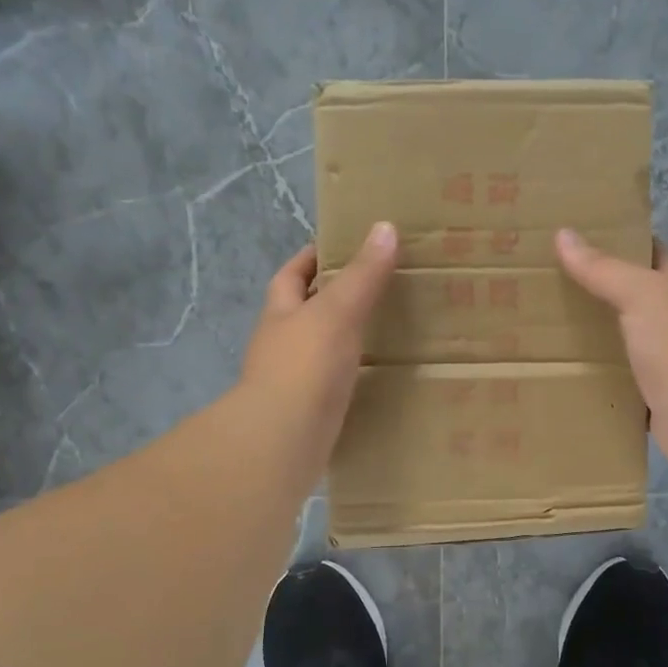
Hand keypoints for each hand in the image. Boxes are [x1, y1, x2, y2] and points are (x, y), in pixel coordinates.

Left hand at [241, 222, 397, 453]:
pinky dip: (353, 375)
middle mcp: (282, 343)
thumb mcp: (337, 311)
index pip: (292, 274)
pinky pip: (334, 384)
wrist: (284, 439)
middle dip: (332, 299)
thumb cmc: (305, 366)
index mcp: (281, 312)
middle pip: (305, 312)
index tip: (342, 246)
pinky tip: (378, 375)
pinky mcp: (310, 411)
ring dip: (345, 339)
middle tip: (376, 288)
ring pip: (320, 349)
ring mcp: (293, 380)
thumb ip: (363, 275)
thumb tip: (385, 227)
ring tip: (385, 329)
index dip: (312, 257)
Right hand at [556, 229, 667, 467]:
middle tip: (551, 288)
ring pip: (622, 346)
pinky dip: (595, 385)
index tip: (587, 237)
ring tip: (545, 334)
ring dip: (593, 342)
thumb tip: (563, 233)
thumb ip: (602, 269)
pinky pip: (616, 388)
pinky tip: (564, 381)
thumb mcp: (640, 294)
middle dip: (599, 294)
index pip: (655, 255)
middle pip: (633, 302)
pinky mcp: (649, 402)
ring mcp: (661, 365)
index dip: (629, 242)